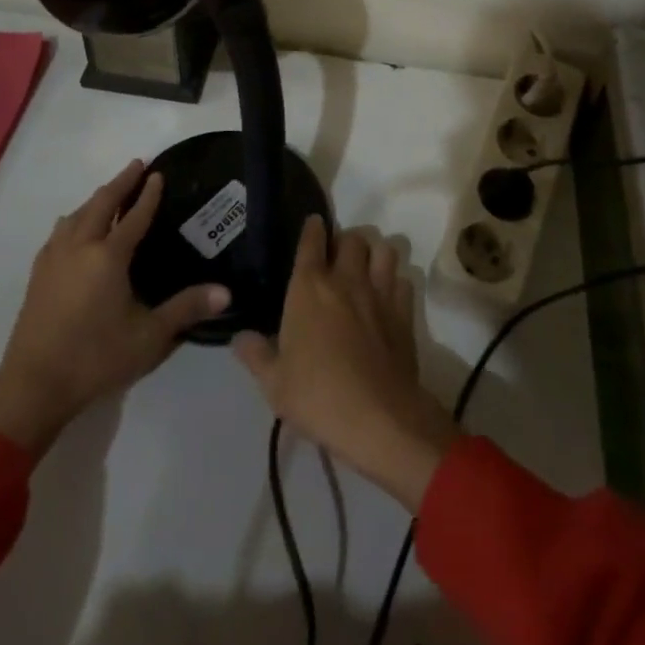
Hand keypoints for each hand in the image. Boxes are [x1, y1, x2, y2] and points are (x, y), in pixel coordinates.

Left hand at [0, 160, 228, 456]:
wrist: (33, 386)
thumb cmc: (95, 358)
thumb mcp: (149, 337)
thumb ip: (186, 309)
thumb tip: (226, 293)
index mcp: (108, 257)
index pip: (133, 217)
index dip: (148, 195)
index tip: (158, 173)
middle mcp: (79, 248)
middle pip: (100, 204)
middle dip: (120, 183)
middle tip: (137, 166)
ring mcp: (54, 259)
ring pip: (76, 215)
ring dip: (95, 199)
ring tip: (108, 194)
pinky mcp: (38, 275)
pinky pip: (59, 232)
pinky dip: (75, 219)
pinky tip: (74, 228)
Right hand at [233, 216, 456, 511]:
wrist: (378, 418)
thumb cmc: (317, 396)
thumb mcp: (273, 383)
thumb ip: (256, 354)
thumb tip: (240, 338)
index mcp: (309, 287)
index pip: (311, 240)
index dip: (312, 229)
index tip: (313, 225)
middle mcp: (346, 279)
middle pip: (352, 238)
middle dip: (344, 241)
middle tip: (337, 258)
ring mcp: (379, 293)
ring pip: (384, 250)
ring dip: (374, 253)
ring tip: (366, 268)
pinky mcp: (404, 313)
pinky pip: (403, 281)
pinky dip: (395, 283)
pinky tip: (388, 298)